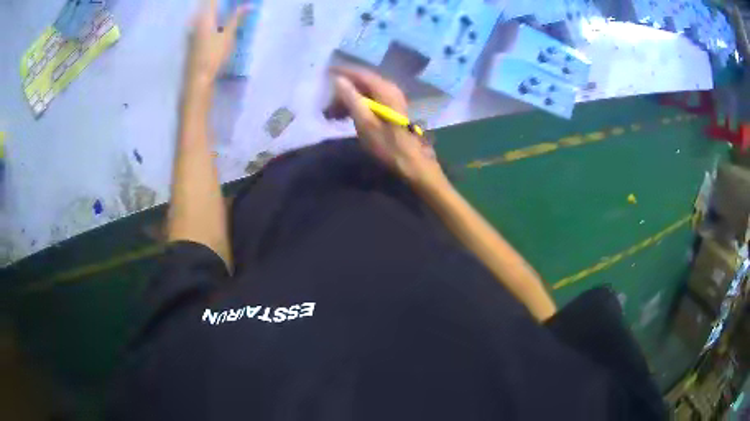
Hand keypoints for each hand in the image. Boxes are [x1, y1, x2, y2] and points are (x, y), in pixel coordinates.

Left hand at [186, 0, 249, 86]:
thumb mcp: (228, 36)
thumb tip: (248, 5)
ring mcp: (191, 33)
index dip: (222, 1)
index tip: (236, 2)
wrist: (197, 79)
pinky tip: (218, 27)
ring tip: (228, 14)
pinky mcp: (191, 42)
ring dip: (215, 14)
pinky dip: (211, 22)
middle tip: (234, 6)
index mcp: (204, 17)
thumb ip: (236, 18)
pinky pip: (201, 26)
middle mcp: (195, 22)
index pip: (213, 1)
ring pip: (204, 17)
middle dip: (219, 5)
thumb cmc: (213, 55)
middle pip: (207, 7)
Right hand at [326, 67, 446, 188]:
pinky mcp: (390, 108)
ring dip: (346, 100)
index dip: (341, 72)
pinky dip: (355, 106)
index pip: (359, 73)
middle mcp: (389, 88)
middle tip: (324, 103)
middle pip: (361, 82)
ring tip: (330, 114)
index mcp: (384, 89)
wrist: (411, 162)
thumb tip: (338, 79)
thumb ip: (351, 99)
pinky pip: (369, 100)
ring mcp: (391, 98)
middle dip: (341, 90)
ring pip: (363, 92)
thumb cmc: (387, 144)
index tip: (324, 73)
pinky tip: (343, 117)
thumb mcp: (365, 122)